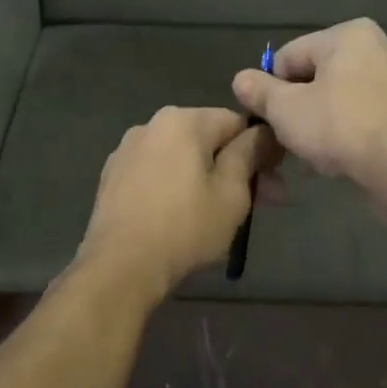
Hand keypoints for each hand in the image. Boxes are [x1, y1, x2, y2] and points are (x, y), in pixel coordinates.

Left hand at [75, 106, 275, 300]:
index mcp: (183, 120)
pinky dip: (176, 186)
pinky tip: (183, 216)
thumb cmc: (185, 227)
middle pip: (208, 139)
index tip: (274, 182)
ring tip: (221, 214)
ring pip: (181, 157)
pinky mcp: (112, 177)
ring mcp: (127, 150)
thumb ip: (249, 154)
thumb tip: (263, 132)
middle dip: (236, 168)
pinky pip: (157, 173)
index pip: (237, 122)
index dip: (261, 149)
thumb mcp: (231, 193)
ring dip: (206, 178)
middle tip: (260, 204)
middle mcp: (151, 124)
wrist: (120, 266)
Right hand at [232, 18, 386, 183]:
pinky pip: (367, 116)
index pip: (290, 56)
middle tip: (288, 139)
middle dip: (300, 107)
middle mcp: (380, 46)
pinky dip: (350, 132)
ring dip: (323, 123)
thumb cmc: (339, 125)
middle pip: (319, 76)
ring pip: (343, 98)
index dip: (272, 88)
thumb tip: (240, 79)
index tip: (269, 119)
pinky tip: (338, 159)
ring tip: (311, 155)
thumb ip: (259, 91)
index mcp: (349, 34)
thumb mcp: (285, 109)